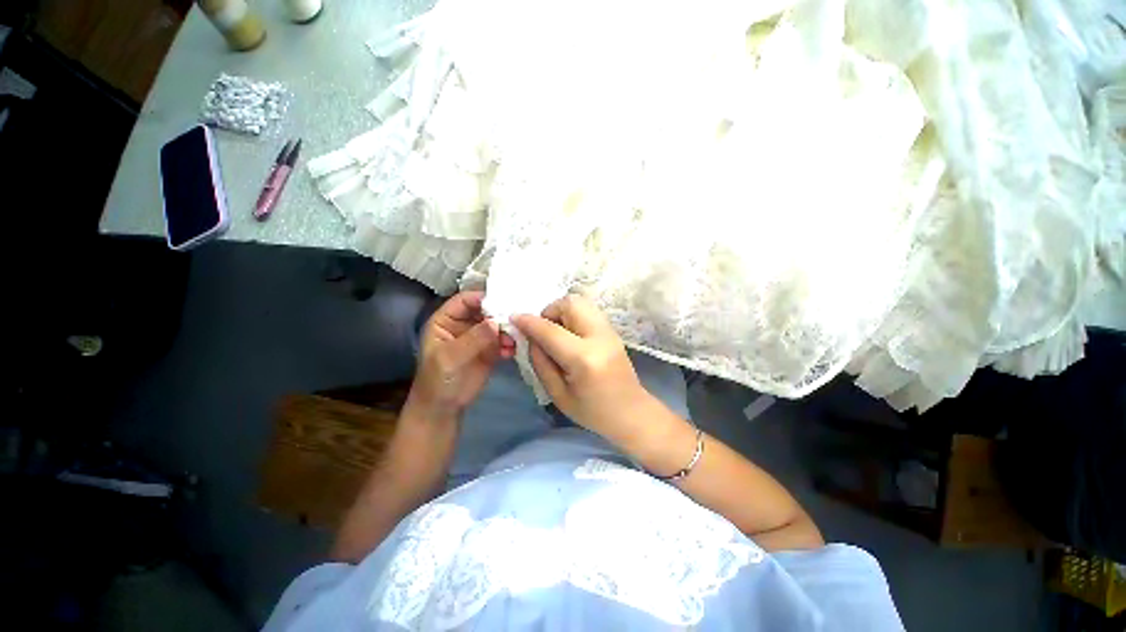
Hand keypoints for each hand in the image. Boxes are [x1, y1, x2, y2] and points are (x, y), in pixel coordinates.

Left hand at [410, 291, 514, 418]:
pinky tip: (512, 352)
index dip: (482, 298)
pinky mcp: (490, 350)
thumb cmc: (437, 380)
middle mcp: (464, 324)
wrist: (443, 408)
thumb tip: (495, 322)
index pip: (465, 300)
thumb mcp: (450, 358)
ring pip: (497, 325)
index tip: (502, 302)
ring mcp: (479, 337)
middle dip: (500, 314)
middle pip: (485, 310)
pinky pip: (504, 341)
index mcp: (446, 320)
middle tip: (515, 320)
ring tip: (514, 340)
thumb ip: (472, 339)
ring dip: (508, 330)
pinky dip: (510, 344)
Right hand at [512, 295, 652, 444]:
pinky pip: (588, 310)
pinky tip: (571, 334)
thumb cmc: (592, 412)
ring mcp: (609, 331)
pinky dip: (573, 315)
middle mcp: (599, 337)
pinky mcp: (613, 330)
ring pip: (580, 301)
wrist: (631, 412)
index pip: (551, 331)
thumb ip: (541, 362)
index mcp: (584, 359)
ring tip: (557, 332)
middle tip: (544, 331)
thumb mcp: (558, 394)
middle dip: (549, 312)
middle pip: (570, 304)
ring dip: (561, 311)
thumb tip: (531, 337)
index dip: (529, 322)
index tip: (514, 317)